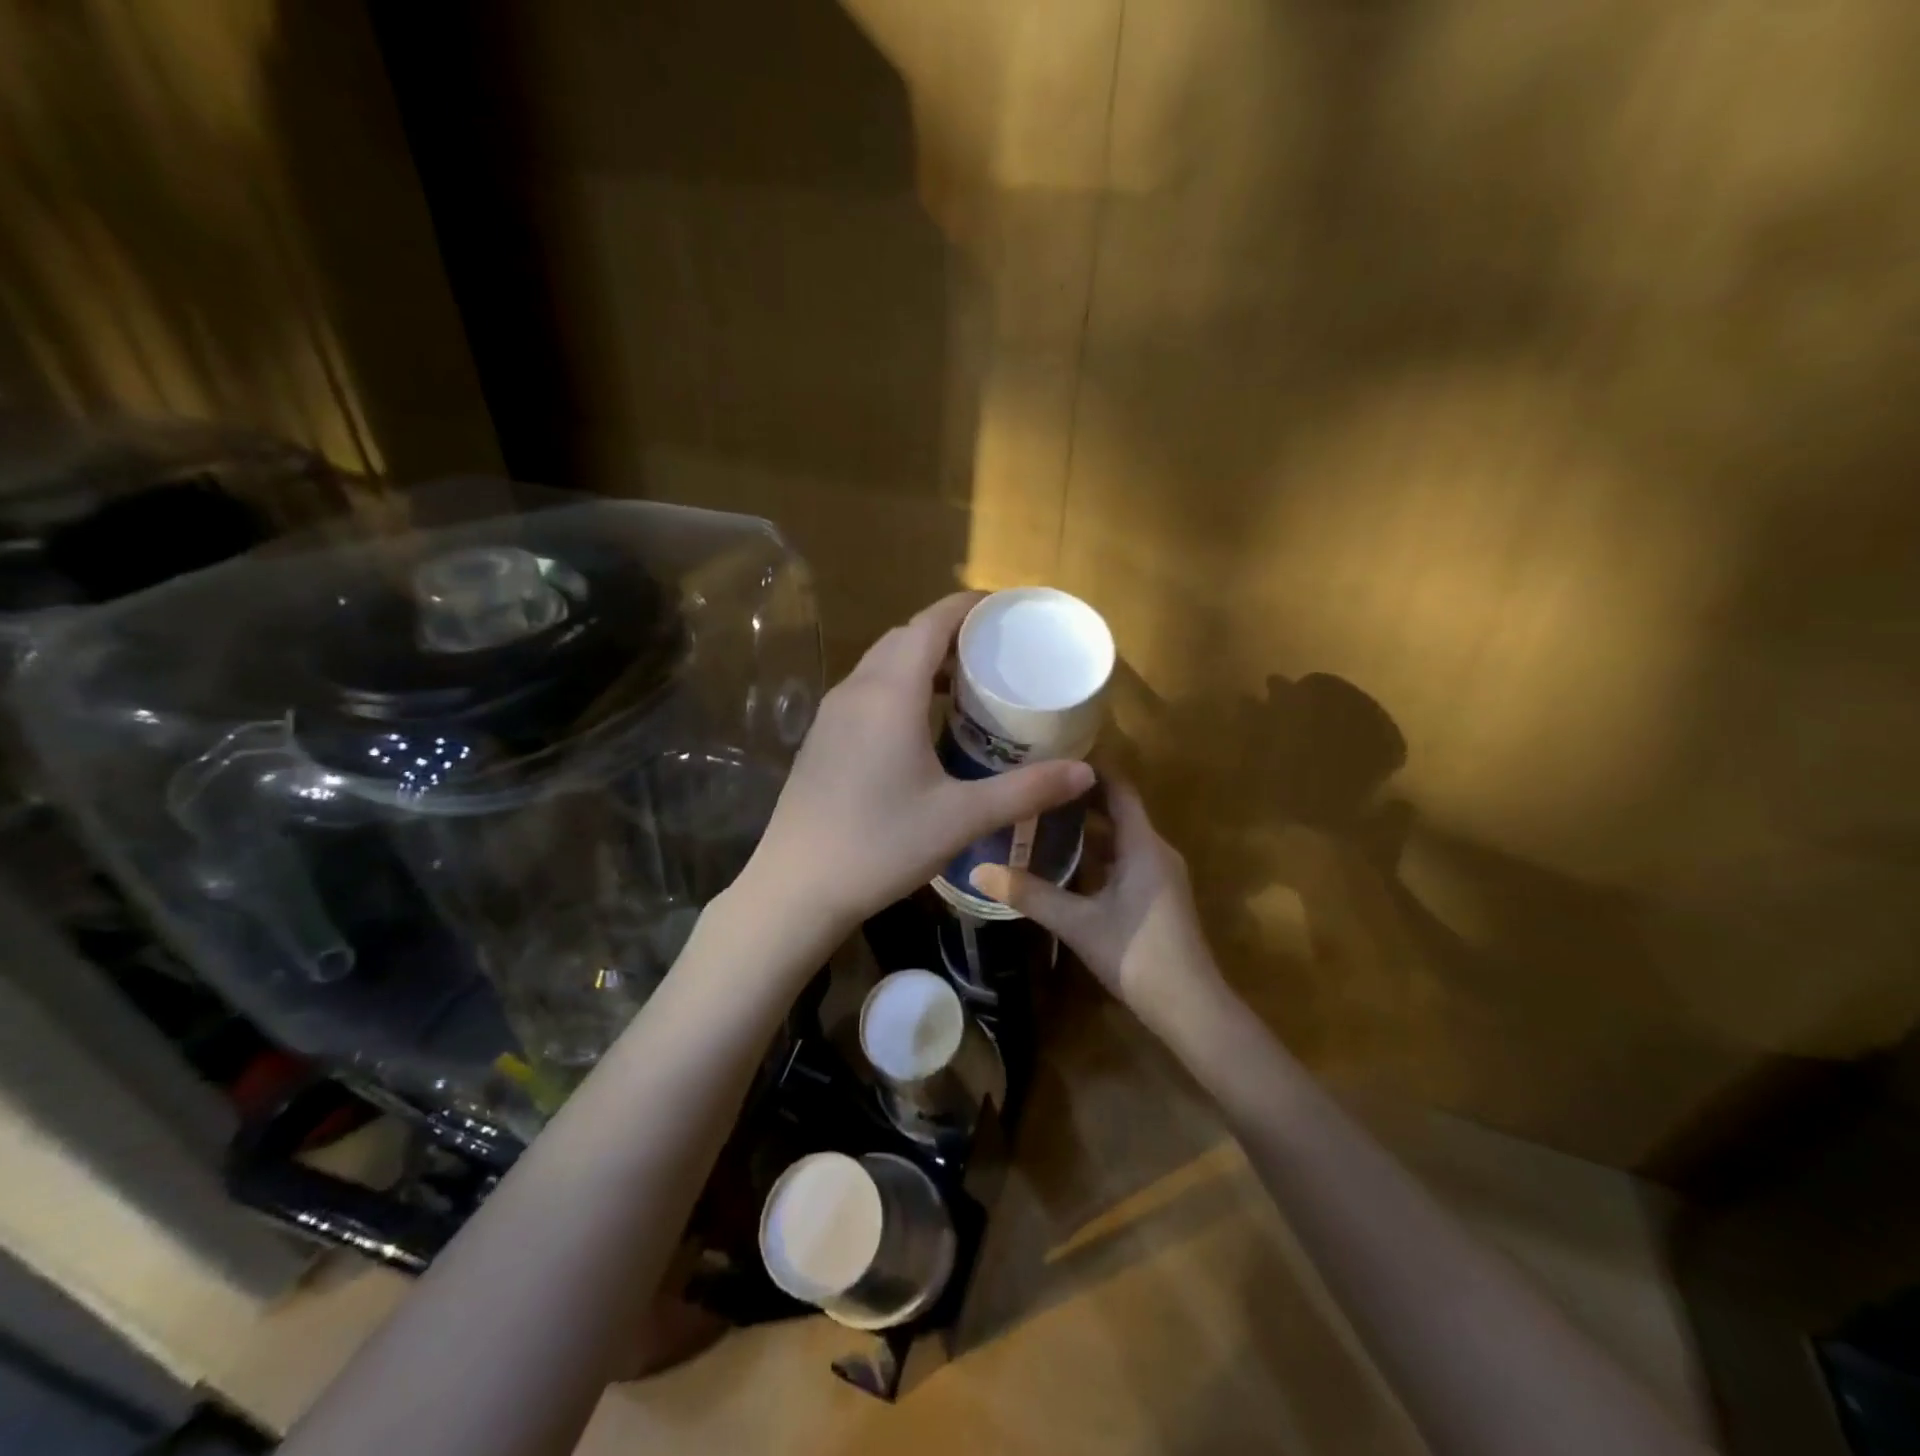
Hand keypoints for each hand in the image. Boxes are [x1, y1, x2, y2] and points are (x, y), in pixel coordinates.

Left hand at [736, 593, 1093, 948]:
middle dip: (950, 633)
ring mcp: (832, 713)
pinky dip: (899, 684)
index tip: (1005, 610)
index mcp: (890, 694)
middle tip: (995, 653)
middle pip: (905, 637)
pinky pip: (866, 689)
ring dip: (922, 660)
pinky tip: (922, 723)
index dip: (968, 607)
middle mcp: (857, 690)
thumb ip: (1026, 790)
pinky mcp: (822, 737)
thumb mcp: (961, 818)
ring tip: (966, 684)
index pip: (930, 623)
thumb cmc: (881, 845)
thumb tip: (1086, 773)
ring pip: (882, 663)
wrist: (797, 886)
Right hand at [968, 778, 1223, 1034]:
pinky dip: (1097, 853)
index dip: (1089, 770)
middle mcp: (1156, 850)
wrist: (1190, 1008)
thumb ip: (1029, 894)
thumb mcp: (1076, 923)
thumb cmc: (1136, 954)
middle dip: (1079, 797)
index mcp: (1143, 845)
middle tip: (1035, 785)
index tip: (1051, 755)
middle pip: (1118, 810)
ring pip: (1120, 837)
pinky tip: (1065, 861)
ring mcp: (1160, 874)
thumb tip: (978, 870)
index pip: (1118, 788)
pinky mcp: (1157, 896)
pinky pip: (1125, 859)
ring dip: (1087, 826)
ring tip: (1042, 816)